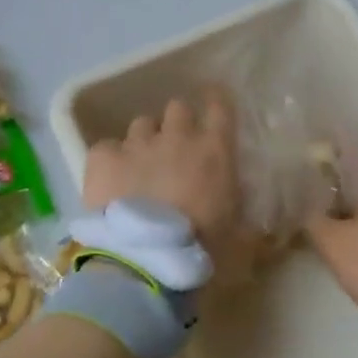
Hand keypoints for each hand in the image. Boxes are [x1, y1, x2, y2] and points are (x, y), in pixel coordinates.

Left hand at [84, 88, 243, 265]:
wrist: (146, 258)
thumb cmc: (202, 247)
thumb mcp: (238, 235)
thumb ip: (244, 217)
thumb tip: (254, 224)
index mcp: (214, 150)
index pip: (220, 106)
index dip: (216, 100)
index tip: (214, 100)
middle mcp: (176, 136)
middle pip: (177, 108)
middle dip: (177, 124)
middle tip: (176, 148)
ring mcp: (137, 144)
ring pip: (141, 125)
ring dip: (145, 141)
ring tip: (141, 166)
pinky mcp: (103, 158)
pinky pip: (106, 147)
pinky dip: (110, 159)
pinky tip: (111, 178)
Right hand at [304, 152, 357, 345]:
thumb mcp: (333, 243)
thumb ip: (313, 218)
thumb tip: (302, 202)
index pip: (349, 150)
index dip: (326, 149)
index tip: (304, 152)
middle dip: (334, 178)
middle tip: (306, 184)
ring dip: (347, 201)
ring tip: (320, 209)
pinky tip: (344, 232)